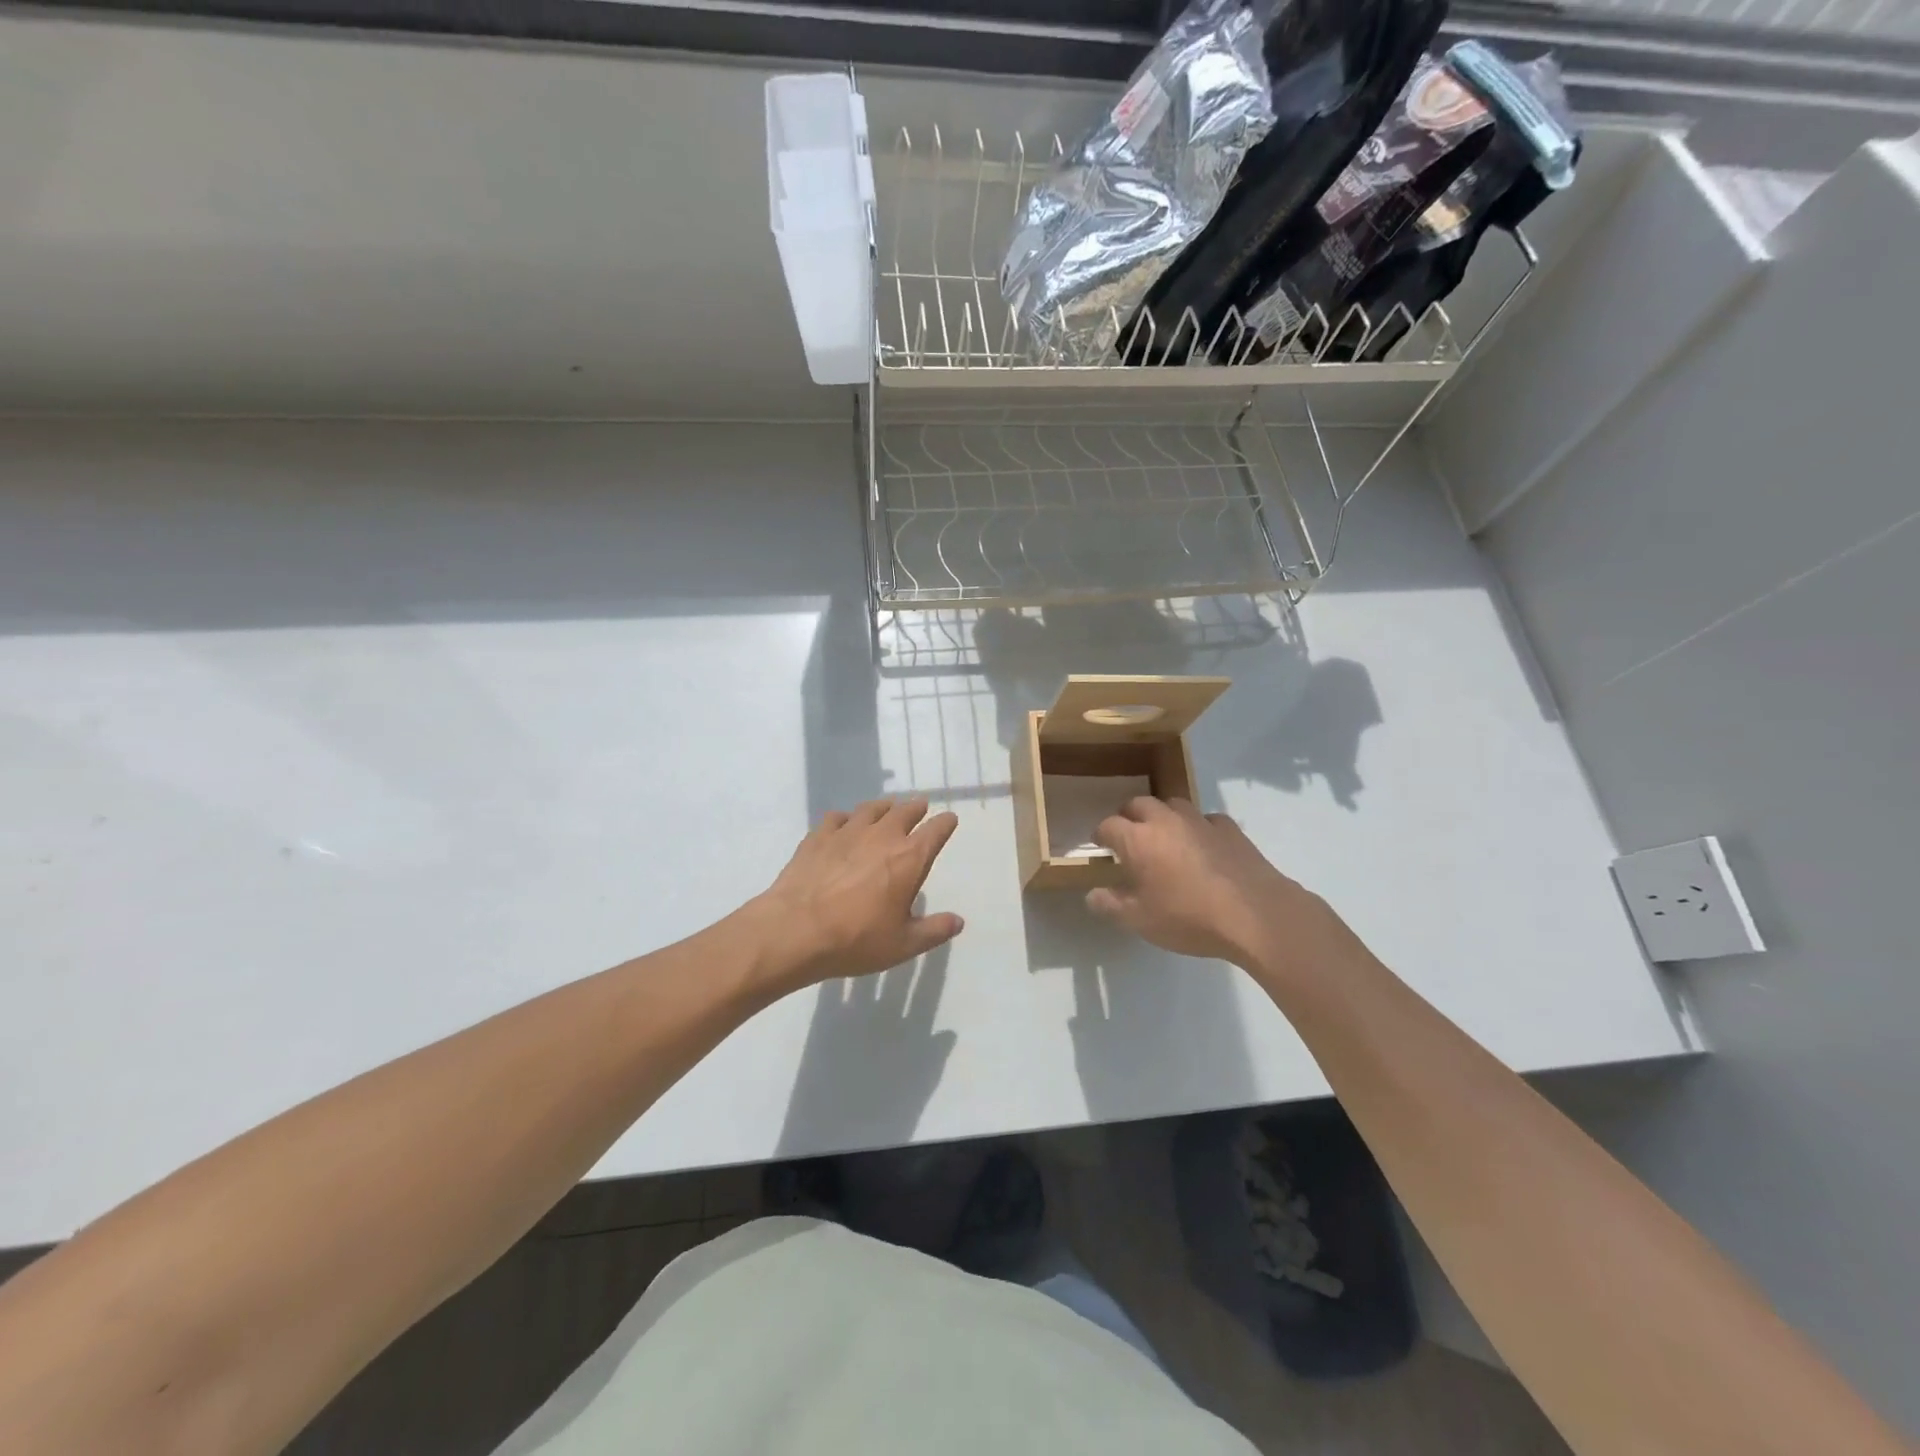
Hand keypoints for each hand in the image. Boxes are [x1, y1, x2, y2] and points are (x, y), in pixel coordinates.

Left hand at [750, 798, 963, 991]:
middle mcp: (882, 836)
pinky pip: (837, 818)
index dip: (945, 824)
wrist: (795, 930)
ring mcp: (847, 832)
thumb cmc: (856, 939)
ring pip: (871, 809)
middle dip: (916, 808)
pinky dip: (846, 818)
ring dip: (884, 807)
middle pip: (904, 811)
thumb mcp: (903, 944)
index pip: (935, 831)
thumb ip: (934, 931)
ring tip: (887, 809)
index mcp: (909, 858)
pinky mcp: (818, 836)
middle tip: (920, 807)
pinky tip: (843, 825)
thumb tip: (958, 921)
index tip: (949, 819)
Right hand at [1085, 797, 1336, 972]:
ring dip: (1162, 816)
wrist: (1255, 915)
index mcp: (1138, 839)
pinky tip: (1202, 846)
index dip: (1100, 835)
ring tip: (1164, 837)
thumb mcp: (1140, 921)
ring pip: (1173, 805)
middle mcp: (1165, 820)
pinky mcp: (1229, 828)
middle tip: (1129, 838)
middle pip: (1138, 804)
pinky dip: (1197, 827)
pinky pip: (1205, 819)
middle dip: (1129, 816)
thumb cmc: (1189, 917)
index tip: (1101, 847)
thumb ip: (1111, 905)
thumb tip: (1092, 894)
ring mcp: (1200, 821)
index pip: (1108, 825)